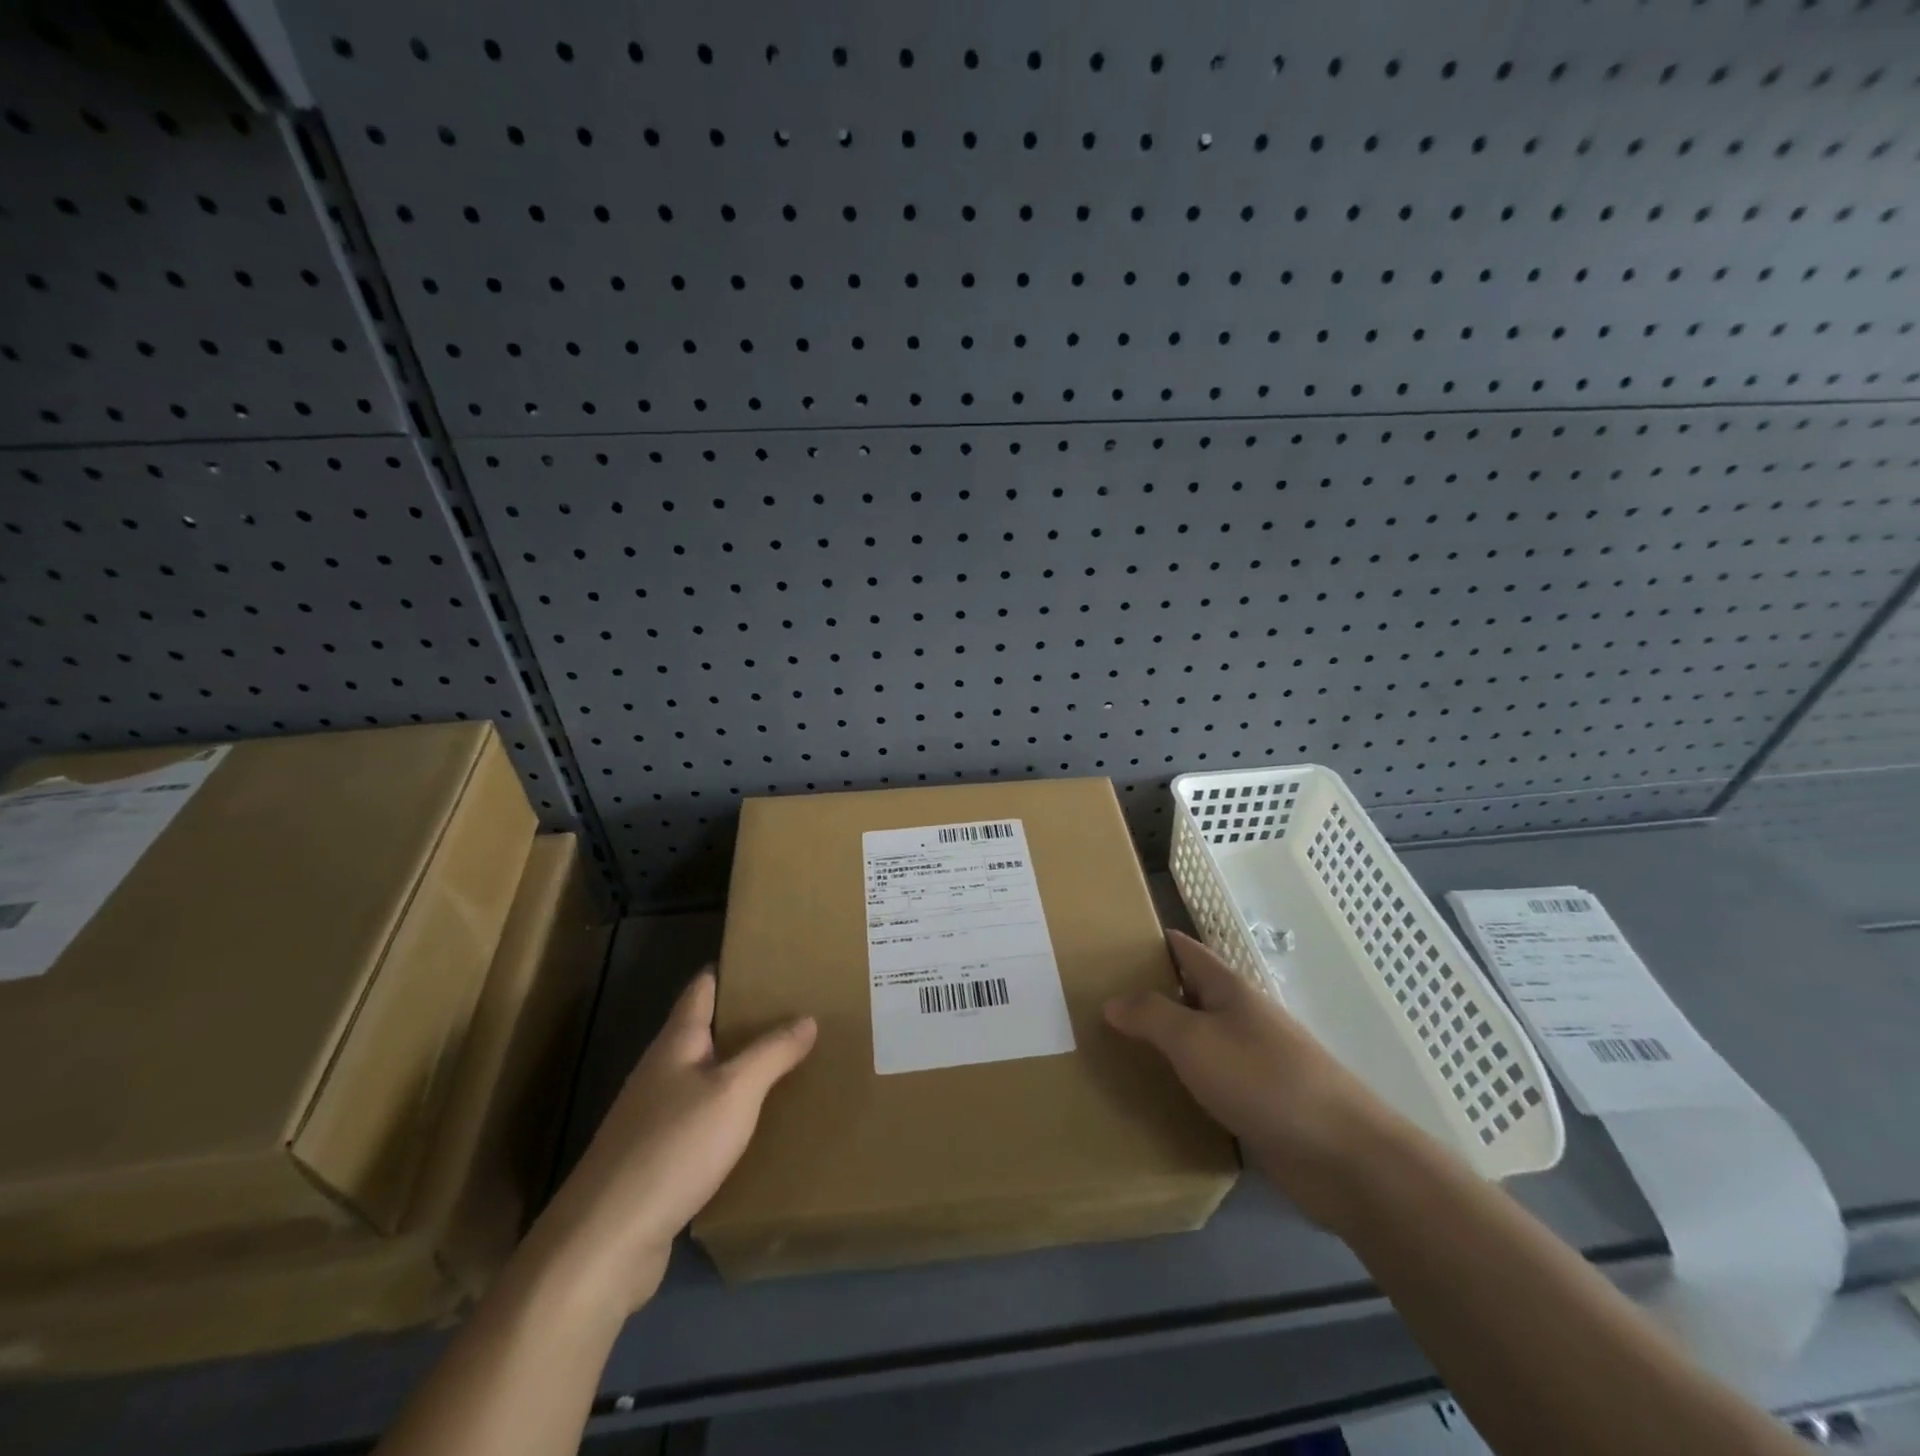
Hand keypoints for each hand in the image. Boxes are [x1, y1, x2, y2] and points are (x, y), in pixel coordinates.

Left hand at [528, 969, 815, 1313]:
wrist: (606, 1242)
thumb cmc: (673, 1148)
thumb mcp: (735, 1092)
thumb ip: (772, 1053)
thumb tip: (807, 1018)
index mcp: (676, 1044)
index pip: (702, 988)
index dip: (731, 969)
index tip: (770, 960)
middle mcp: (660, 1073)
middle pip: (704, 1032)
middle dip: (746, 1021)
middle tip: (796, 1012)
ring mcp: (653, 1119)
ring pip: (705, 1079)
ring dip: (740, 1070)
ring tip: (787, 1064)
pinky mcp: (656, 1161)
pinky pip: (701, 1122)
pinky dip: (730, 1114)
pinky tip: (757, 1127)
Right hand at [1105, 930, 1398, 1224]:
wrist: (1340, 1155)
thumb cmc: (1262, 1079)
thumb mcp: (1194, 1039)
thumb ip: (1151, 1016)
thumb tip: (1112, 1000)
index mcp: (1230, 990)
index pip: (1187, 951)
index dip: (1156, 942)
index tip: (1117, 941)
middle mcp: (1243, 1018)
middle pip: (1192, 994)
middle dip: (1154, 993)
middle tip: (1103, 999)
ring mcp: (1255, 1062)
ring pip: (1201, 1040)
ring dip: (1168, 1041)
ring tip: (1120, 1046)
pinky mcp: (1261, 1104)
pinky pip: (1212, 1081)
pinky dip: (1186, 1081)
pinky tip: (1160, 1095)